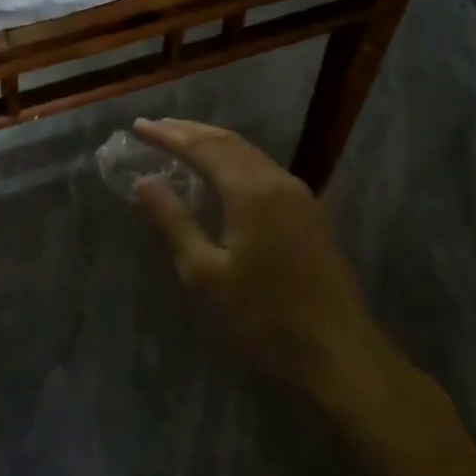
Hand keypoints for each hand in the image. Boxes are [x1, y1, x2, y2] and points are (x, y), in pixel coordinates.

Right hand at [130, 118, 407, 418]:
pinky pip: (262, 168)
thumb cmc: (263, 315)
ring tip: (181, 140)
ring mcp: (298, 194)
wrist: (337, 349)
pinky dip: (233, 158)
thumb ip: (174, 221)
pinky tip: (220, 171)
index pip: (202, 148)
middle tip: (155, 126)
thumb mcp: (205, 272)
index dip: (168, 135)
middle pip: (228, 141)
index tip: (138, 126)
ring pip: (248, 152)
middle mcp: (277, 181)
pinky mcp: (309, 211)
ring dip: (212, 142)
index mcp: (250, 191)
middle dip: (189, 131)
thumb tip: (144, 182)